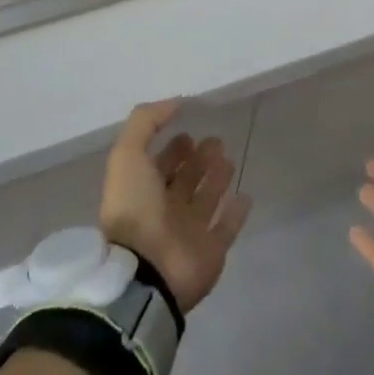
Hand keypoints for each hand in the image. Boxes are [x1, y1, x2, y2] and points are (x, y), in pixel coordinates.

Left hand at [99, 99, 251, 312]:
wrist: (146, 271)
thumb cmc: (135, 209)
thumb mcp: (127, 155)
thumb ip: (146, 122)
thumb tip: (175, 103)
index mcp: (143, 191)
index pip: (161, 165)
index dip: (173, 149)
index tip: (189, 131)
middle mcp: (165, 210)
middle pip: (186, 180)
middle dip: (198, 160)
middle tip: (215, 142)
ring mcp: (189, 232)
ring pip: (207, 200)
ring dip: (217, 179)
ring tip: (229, 158)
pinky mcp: (211, 251)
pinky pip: (227, 228)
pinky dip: (236, 213)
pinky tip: (245, 195)